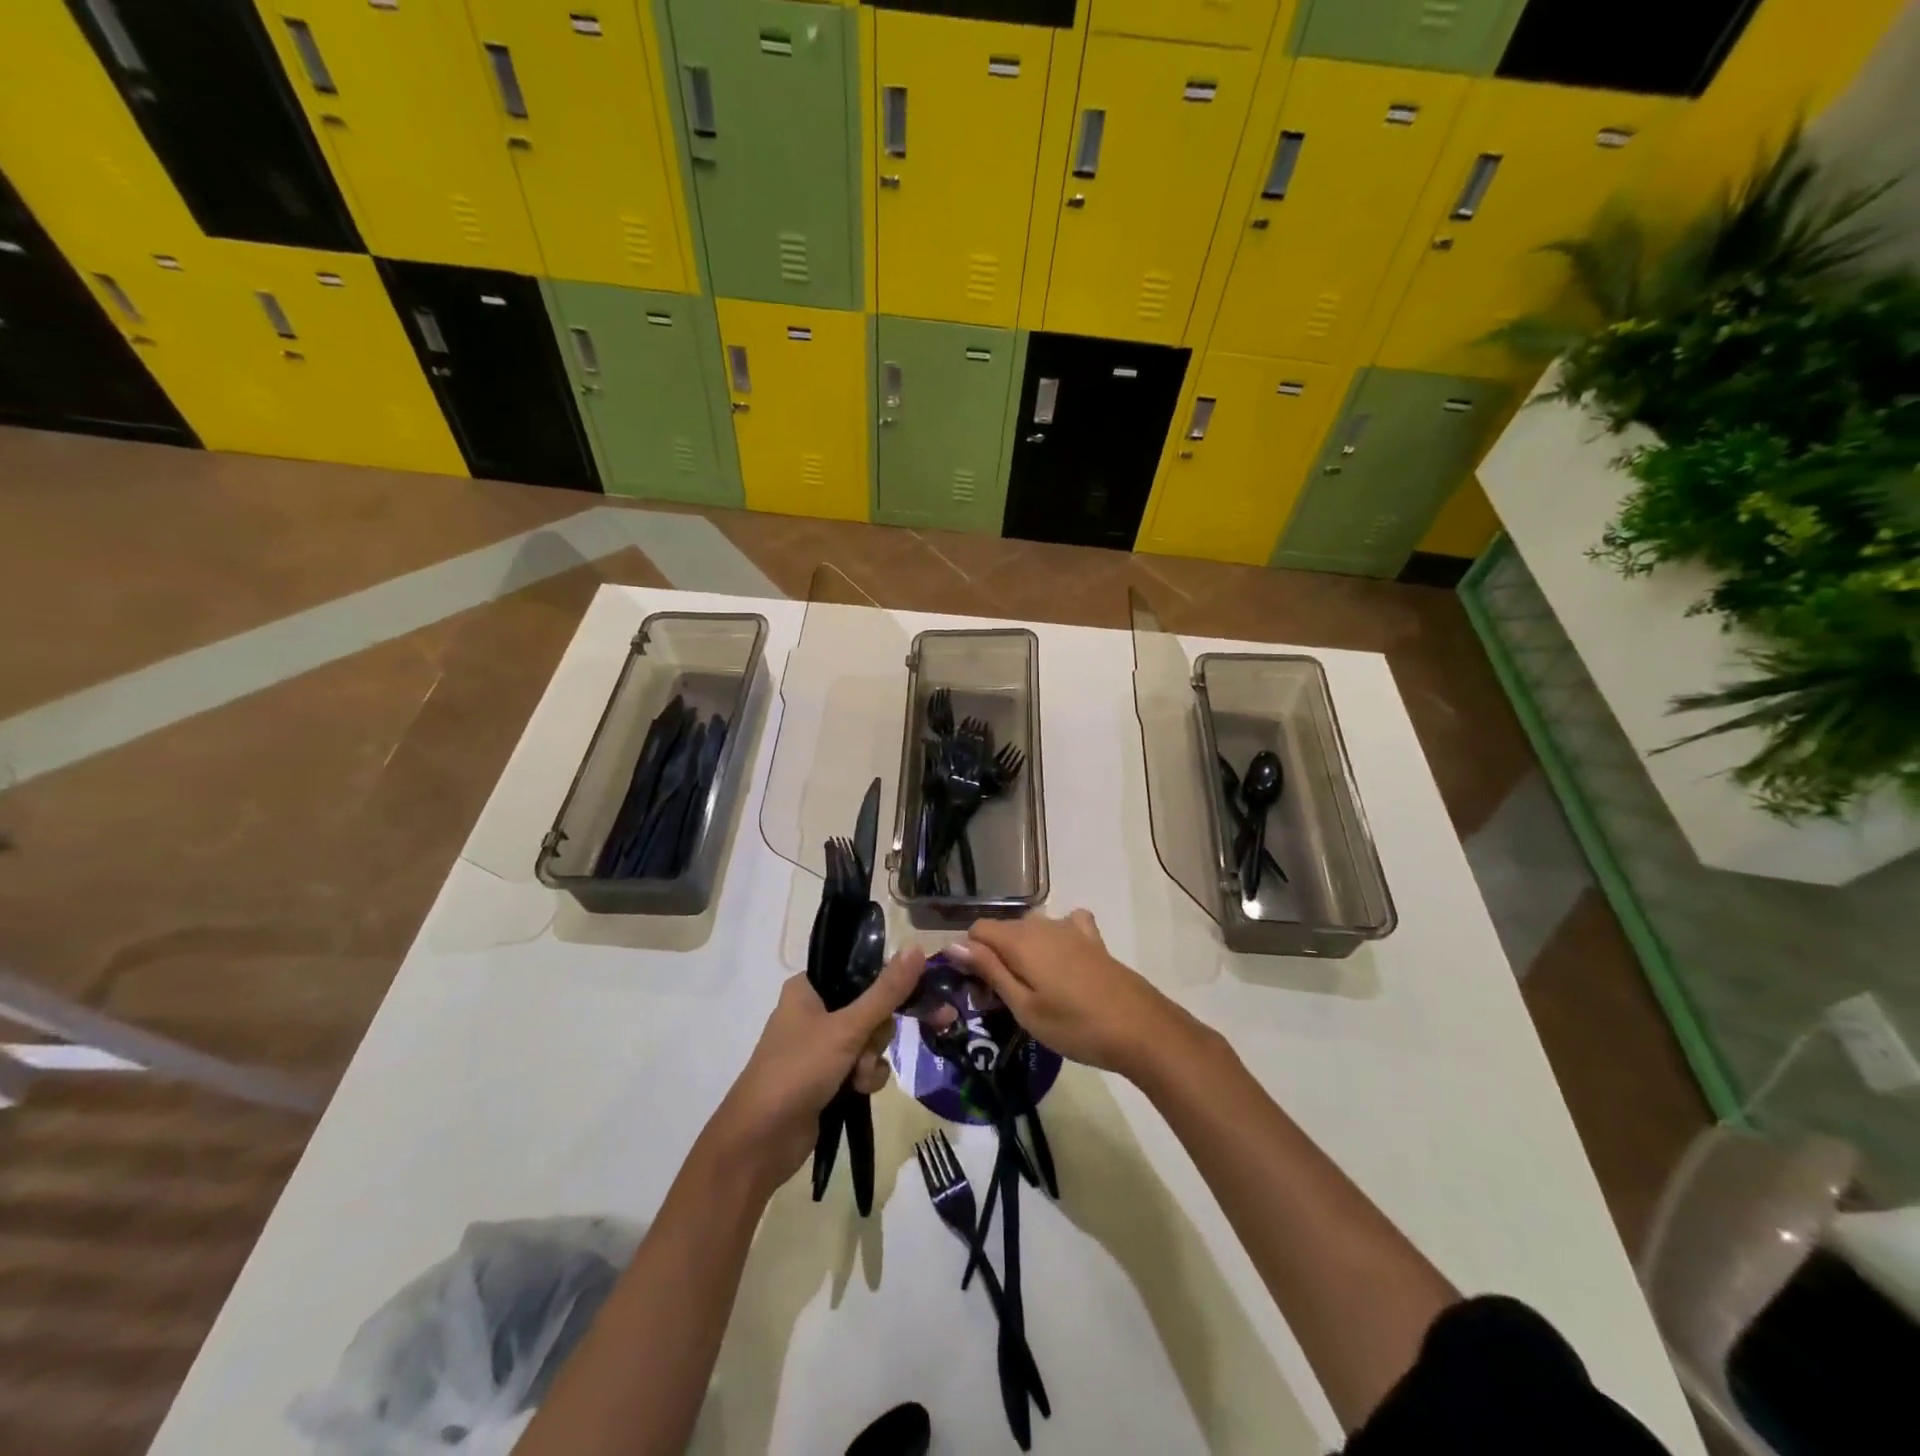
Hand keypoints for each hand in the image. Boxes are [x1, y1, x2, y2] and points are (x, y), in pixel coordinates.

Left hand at [702, 947, 924, 1195]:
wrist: (760, 1142)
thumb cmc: (797, 1071)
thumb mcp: (846, 1028)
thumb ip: (886, 992)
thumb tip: (916, 948)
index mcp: (808, 987)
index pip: (859, 970)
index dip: (885, 984)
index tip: (910, 996)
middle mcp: (814, 1011)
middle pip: (870, 1008)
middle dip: (876, 1034)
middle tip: (867, 1047)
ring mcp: (820, 1046)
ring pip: (869, 1039)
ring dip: (871, 1060)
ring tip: (858, 1078)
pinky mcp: (827, 1076)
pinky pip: (862, 1066)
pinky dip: (865, 1078)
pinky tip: (857, 1091)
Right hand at [953, 911, 1184, 1078]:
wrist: (1140, 1028)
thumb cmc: (1075, 1025)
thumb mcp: (1024, 1007)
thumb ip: (990, 971)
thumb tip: (954, 945)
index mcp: (1020, 940)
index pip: (977, 930)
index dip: (970, 956)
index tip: (977, 989)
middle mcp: (1042, 924)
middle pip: (1004, 930)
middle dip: (994, 957)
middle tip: (1002, 1000)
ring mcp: (1070, 929)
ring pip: (1031, 929)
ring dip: (1022, 952)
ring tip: (1032, 991)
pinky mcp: (1092, 939)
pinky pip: (1064, 926)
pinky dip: (1055, 939)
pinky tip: (1062, 962)